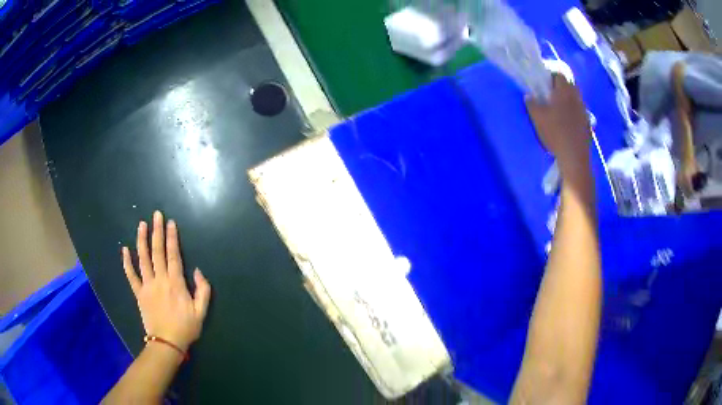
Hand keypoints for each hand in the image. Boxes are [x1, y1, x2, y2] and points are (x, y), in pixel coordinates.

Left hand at [122, 211, 210, 351]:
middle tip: (156, 215)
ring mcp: (147, 285)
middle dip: (157, 231)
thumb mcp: (201, 312)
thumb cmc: (186, 328)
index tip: (170, 222)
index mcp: (176, 283)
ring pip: (143, 258)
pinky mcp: (139, 293)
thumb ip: (203, 290)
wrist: (167, 343)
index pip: (173, 255)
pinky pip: (131, 275)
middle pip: (157, 251)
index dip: (172, 238)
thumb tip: (198, 271)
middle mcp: (160, 279)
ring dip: (142, 240)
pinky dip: (127, 262)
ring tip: (141, 224)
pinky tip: (124, 250)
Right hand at [526, 74, 591, 176]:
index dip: (551, 73)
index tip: (544, 79)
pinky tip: (567, 119)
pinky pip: (579, 109)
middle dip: (560, 84)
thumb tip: (529, 96)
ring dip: (567, 97)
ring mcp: (583, 110)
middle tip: (551, 91)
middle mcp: (576, 97)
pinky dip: (573, 109)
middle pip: (569, 83)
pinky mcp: (587, 122)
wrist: (574, 156)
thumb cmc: (555, 133)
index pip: (559, 73)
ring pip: (575, 96)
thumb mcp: (538, 118)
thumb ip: (532, 104)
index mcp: (564, 92)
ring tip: (558, 106)